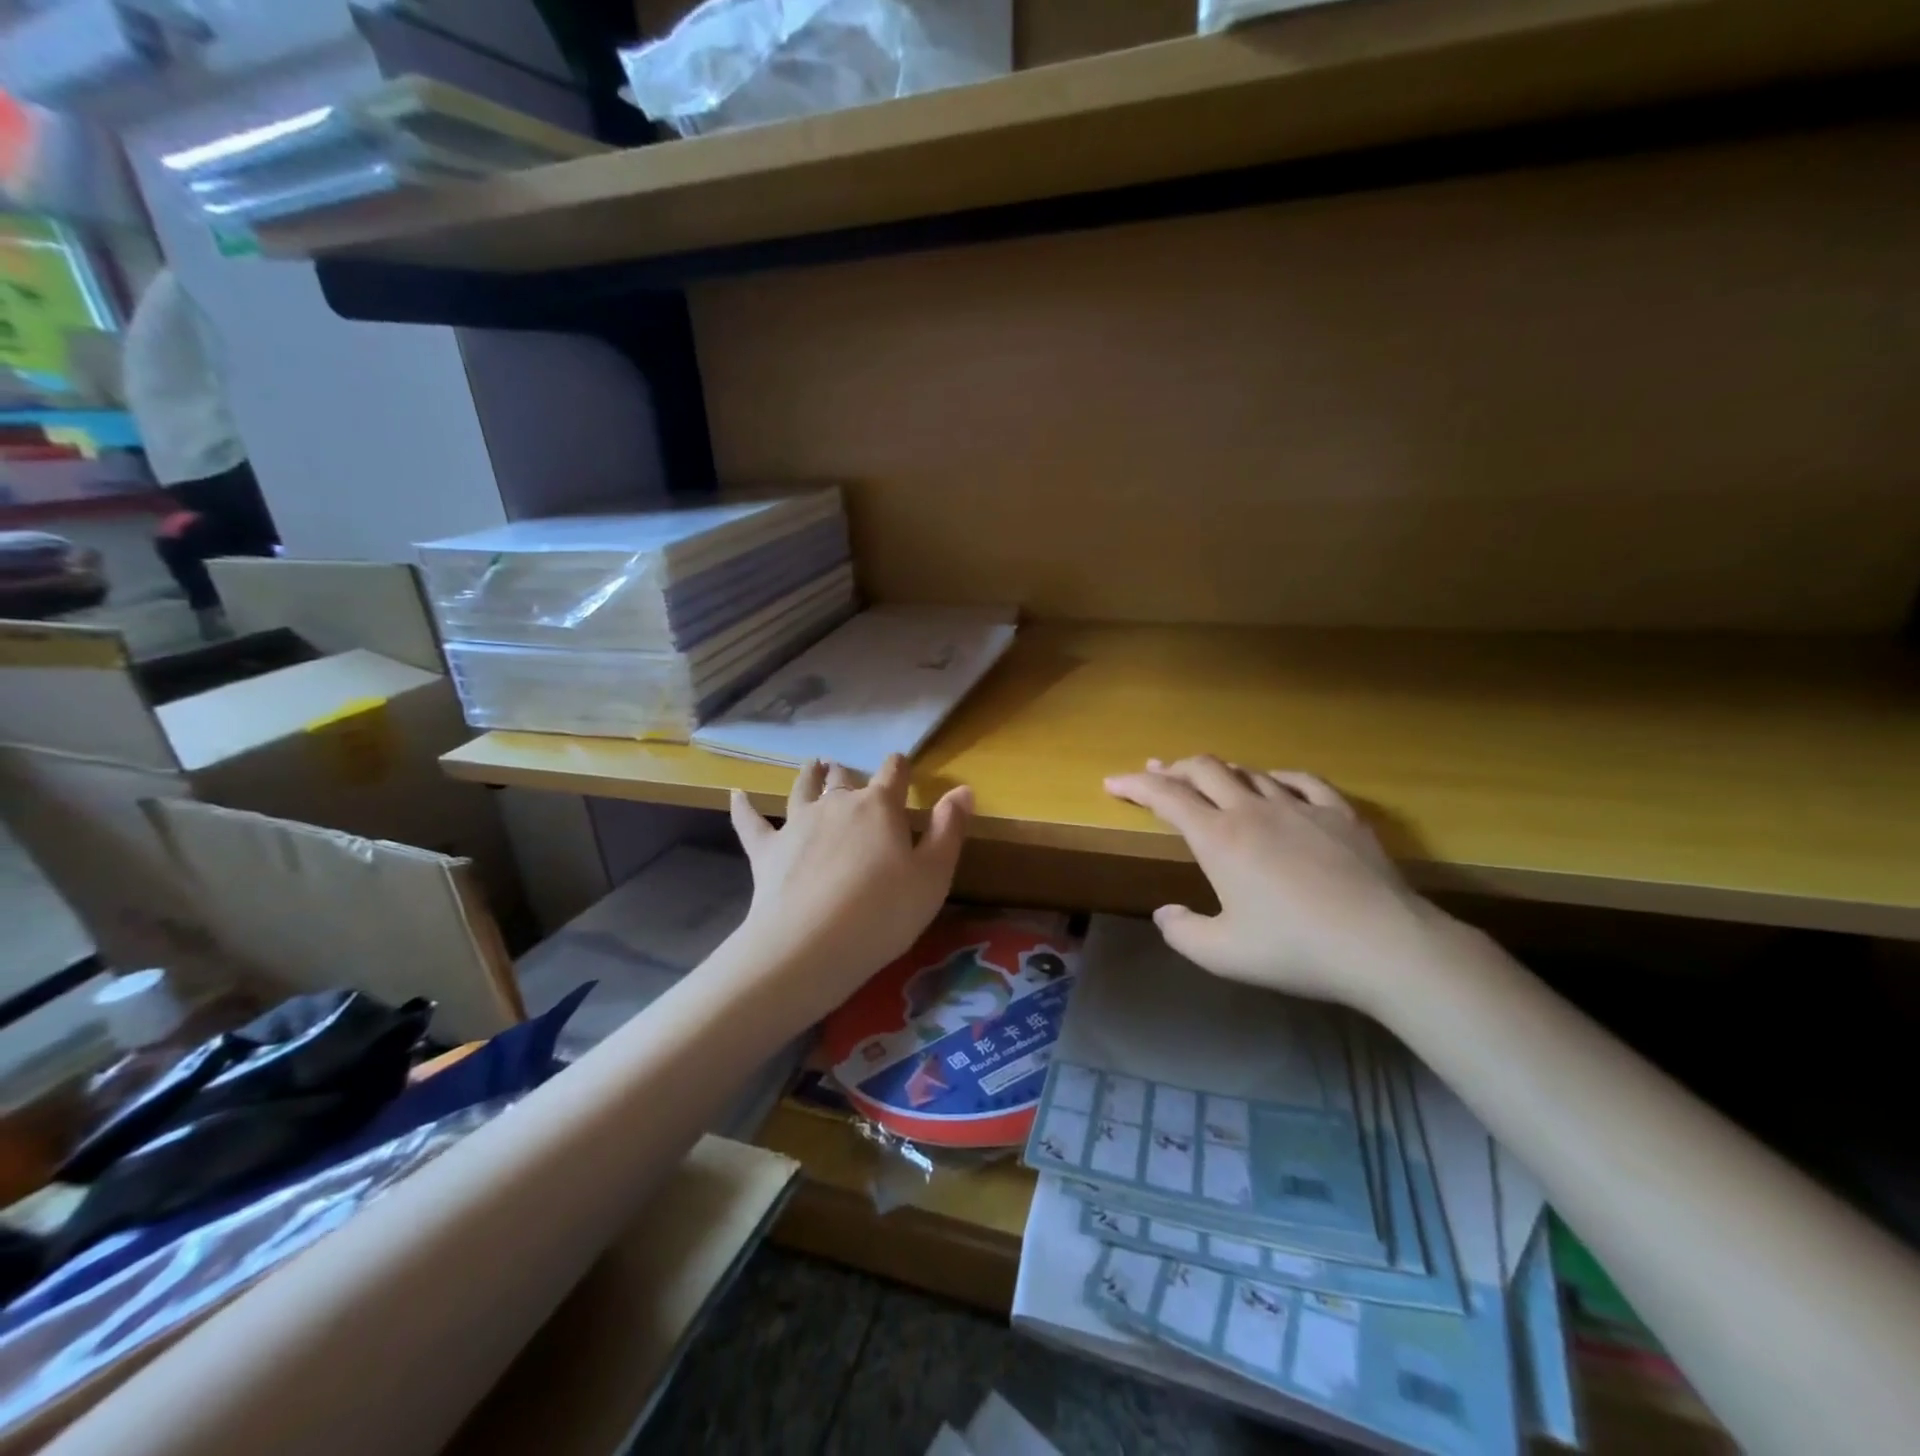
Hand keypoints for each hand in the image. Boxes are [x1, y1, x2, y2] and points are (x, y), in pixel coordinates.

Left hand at [728, 756, 972, 1021]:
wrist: (811, 944)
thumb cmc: (884, 912)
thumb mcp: (933, 875)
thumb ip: (949, 829)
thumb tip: (962, 789)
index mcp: (880, 807)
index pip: (893, 773)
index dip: (899, 767)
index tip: (902, 765)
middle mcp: (837, 805)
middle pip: (845, 780)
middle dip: (851, 775)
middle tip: (850, 773)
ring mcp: (798, 824)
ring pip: (804, 789)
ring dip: (810, 775)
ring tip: (814, 764)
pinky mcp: (767, 850)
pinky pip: (752, 821)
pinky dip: (744, 807)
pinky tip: (736, 794)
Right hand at [1103, 756, 1440, 1008]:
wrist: (1385, 945)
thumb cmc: (1295, 950)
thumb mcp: (1223, 954)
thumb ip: (1182, 933)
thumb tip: (1165, 913)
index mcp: (1218, 838)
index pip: (1166, 796)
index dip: (1134, 784)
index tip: (1113, 782)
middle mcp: (1253, 810)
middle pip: (1205, 769)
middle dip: (1174, 768)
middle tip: (1157, 774)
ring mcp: (1300, 806)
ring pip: (1249, 772)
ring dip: (1220, 772)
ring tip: (1209, 780)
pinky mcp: (1339, 814)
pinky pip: (1301, 781)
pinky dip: (1275, 778)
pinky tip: (1275, 784)